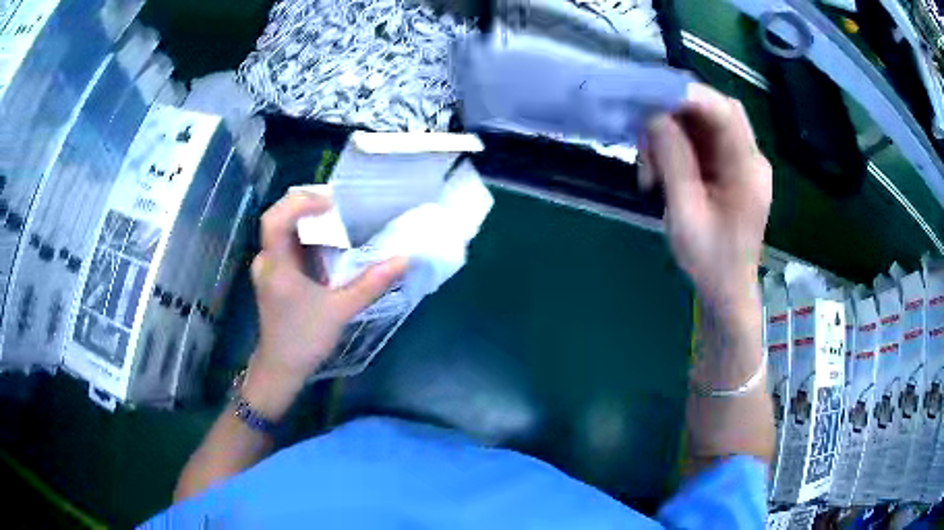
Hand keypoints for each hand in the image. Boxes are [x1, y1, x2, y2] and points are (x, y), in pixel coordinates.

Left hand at [243, 190, 407, 418]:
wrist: (281, 367)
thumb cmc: (305, 339)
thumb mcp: (341, 311)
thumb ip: (371, 283)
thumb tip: (404, 259)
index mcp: (277, 266)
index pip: (276, 220)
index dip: (300, 203)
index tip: (331, 203)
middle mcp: (267, 260)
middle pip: (279, 217)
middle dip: (306, 205)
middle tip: (339, 205)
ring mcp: (267, 267)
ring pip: (282, 230)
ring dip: (306, 220)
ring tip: (337, 218)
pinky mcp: (272, 274)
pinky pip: (286, 244)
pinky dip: (305, 237)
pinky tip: (325, 244)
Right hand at [645, 83, 771, 312]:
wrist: (728, 289)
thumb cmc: (709, 261)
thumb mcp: (685, 214)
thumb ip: (673, 161)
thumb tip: (655, 115)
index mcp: (748, 170)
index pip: (724, 113)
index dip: (688, 94)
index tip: (650, 94)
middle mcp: (751, 158)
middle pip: (717, 110)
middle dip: (678, 111)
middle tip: (646, 129)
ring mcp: (743, 161)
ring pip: (707, 122)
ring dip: (674, 131)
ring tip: (651, 164)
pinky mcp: (732, 167)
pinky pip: (704, 140)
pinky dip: (679, 144)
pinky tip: (662, 167)